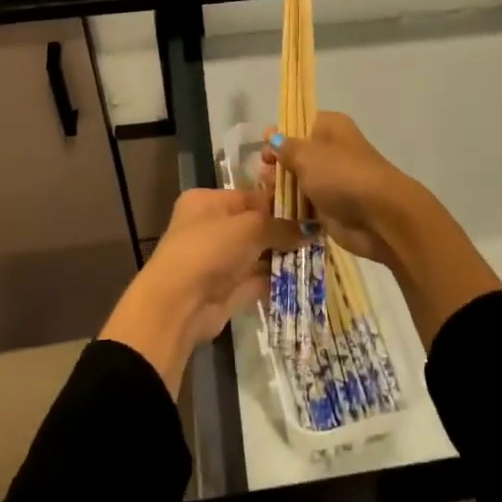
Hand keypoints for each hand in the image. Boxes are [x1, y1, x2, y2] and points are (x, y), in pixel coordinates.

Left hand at [100, 187, 302, 395]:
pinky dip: (279, 278)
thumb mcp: (250, 228)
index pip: (251, 196)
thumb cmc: (210, 249)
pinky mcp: (228, 289)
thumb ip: (282, 226)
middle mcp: (212, 227)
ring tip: (320, 253)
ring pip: (259, 253)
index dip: (281, 202)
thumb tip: (314, 227)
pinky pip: (259, 279)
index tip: (312, 208)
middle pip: (256, 225)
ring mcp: (219, 260)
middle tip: (321, 232)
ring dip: (285, 255)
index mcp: (208, 201)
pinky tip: (307, 275)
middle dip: (286, 231)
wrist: (180, 304)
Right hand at [258, 111, 436, 267]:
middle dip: (277, 166)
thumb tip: (272, 136)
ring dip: (282, 189)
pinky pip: (304, 205)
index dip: (279, 135)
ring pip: (298, 181)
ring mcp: (332, 180)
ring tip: (269, 197)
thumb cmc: (341, 174)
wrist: (379, 216)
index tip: (264, 150)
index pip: (298, 123)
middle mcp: (331, 151)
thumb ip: (285, 146)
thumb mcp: (307, 155)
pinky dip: (292, 209)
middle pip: (296, 154)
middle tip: (266, 177)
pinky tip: (276, 212)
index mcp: (330, 127)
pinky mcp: (331, 208)